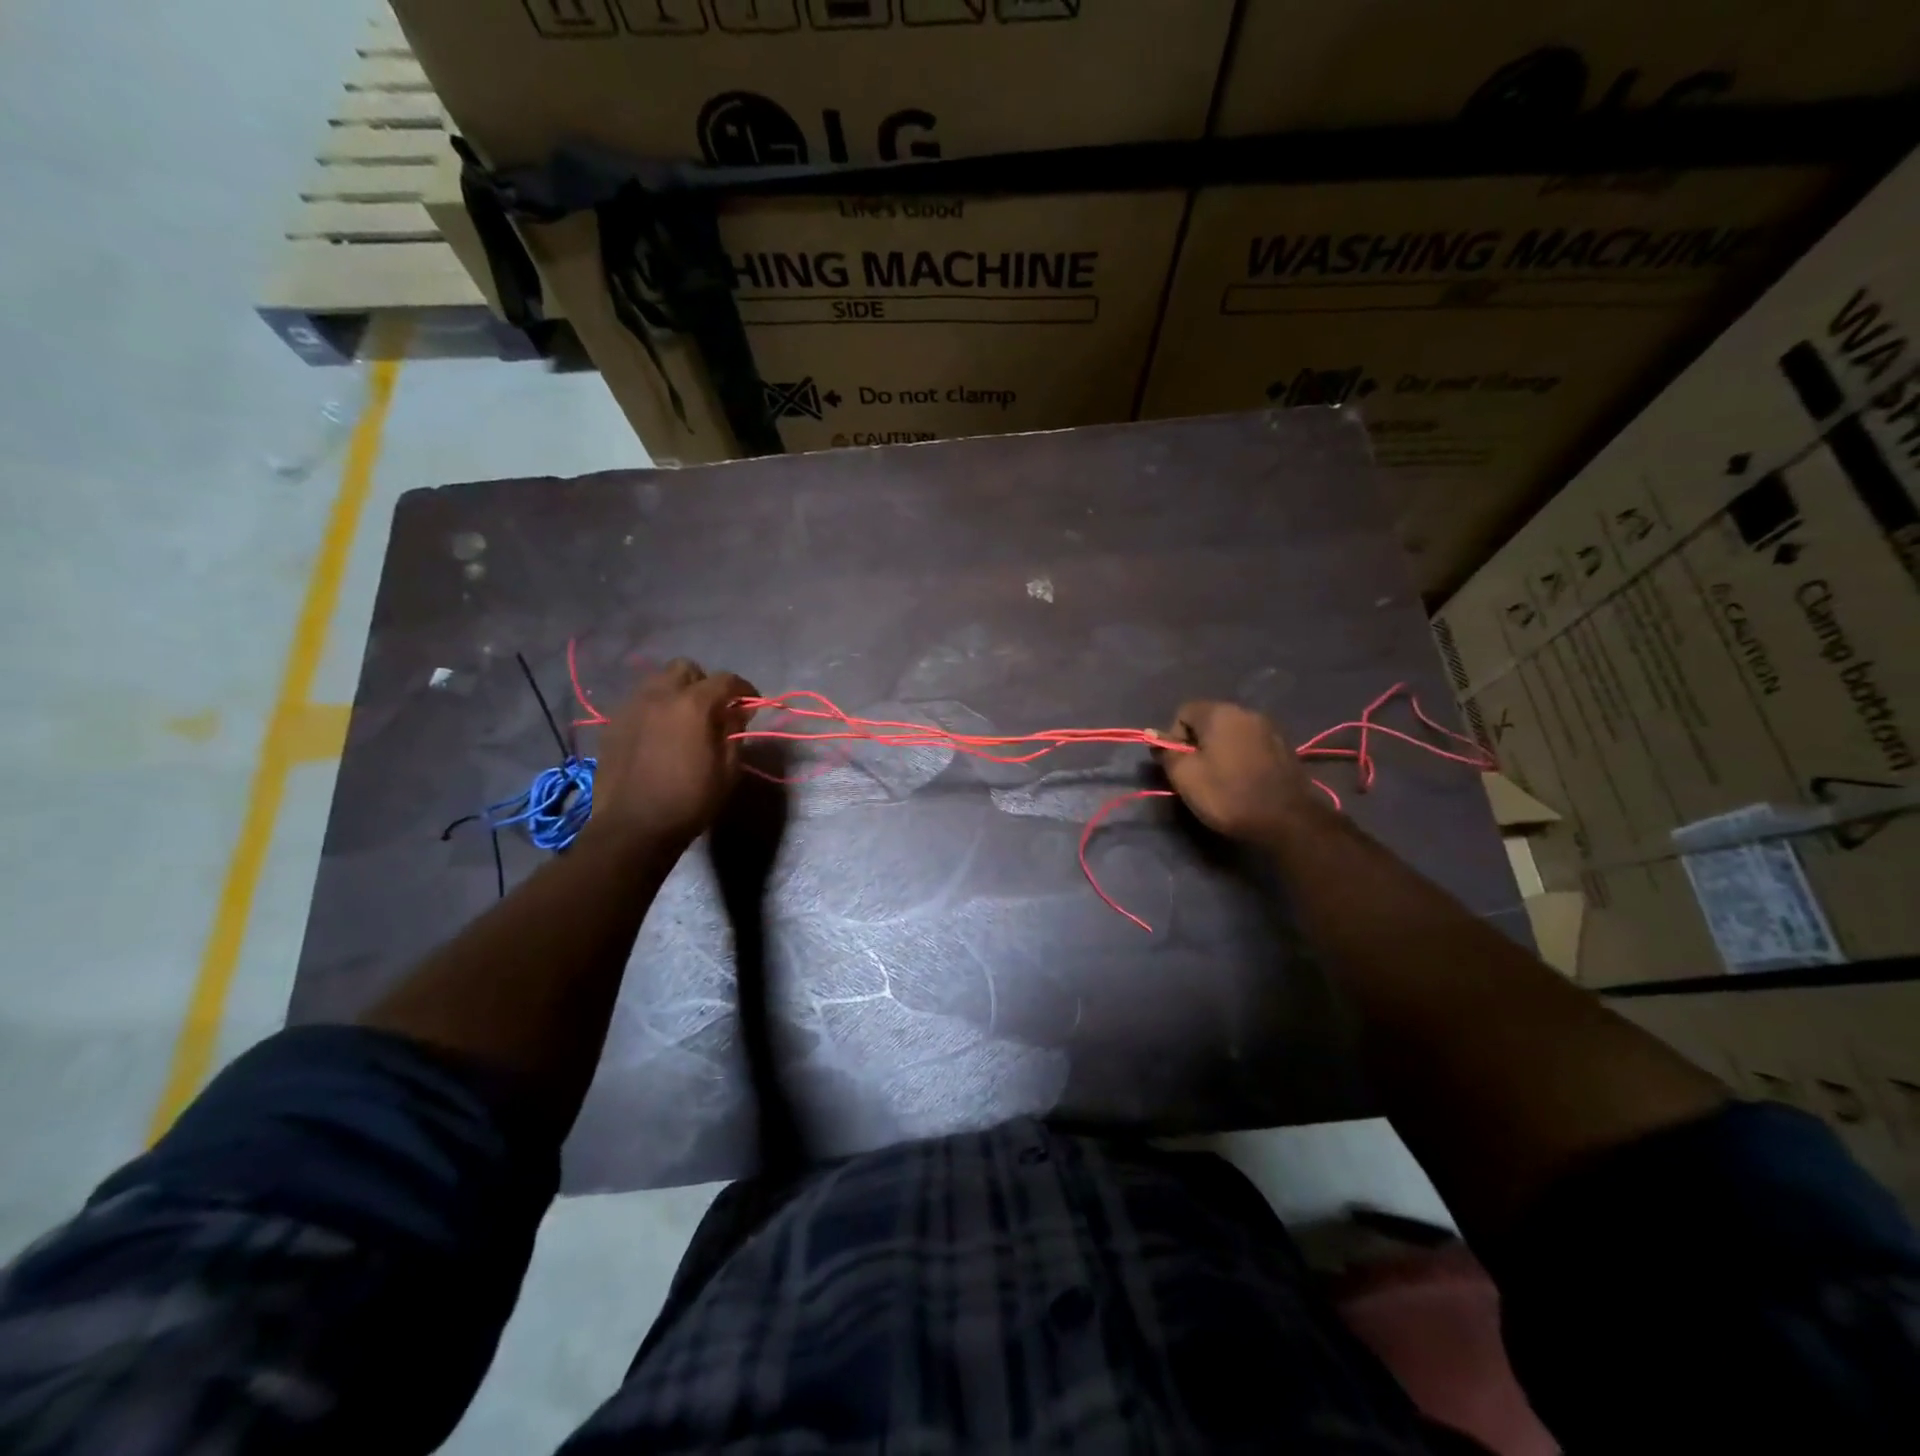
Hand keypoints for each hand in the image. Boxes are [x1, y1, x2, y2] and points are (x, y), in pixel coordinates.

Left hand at [587, 659, 757, 852]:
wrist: (633, 827)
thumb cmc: (690, 800)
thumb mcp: (727, 770)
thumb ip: (734, 732)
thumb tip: (738, 712)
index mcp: (693, 704)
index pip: (726, 680)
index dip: (744, 689)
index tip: (751, 704)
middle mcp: (660, 695)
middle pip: (685, 668)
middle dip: (704, 683)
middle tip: (714, 708)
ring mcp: (631, 708)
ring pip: (657, 681)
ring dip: (676, 692)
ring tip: (684, 719)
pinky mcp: (613, 724)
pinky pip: (639, 703)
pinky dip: (655, 709)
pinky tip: (660, 734)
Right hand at [1155, 701, 1317, 843]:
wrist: (1287, 820)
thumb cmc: (1229, 795)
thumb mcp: (1186, 777)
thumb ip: (1167, 752)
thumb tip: (1153, 734)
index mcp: (1219, 713)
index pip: (1183, 712)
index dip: (1174, 737)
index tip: (1180, 764)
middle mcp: (1245, 712)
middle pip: (1208, 720)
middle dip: (1197, 743)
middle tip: (1198, 774)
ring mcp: (1268, 727)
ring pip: (1230, 732)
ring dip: (1220, 749)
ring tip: (1222, 779)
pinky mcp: (1284, 746)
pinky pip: (1250, 743)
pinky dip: (1241, 756)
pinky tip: (1244, 779)